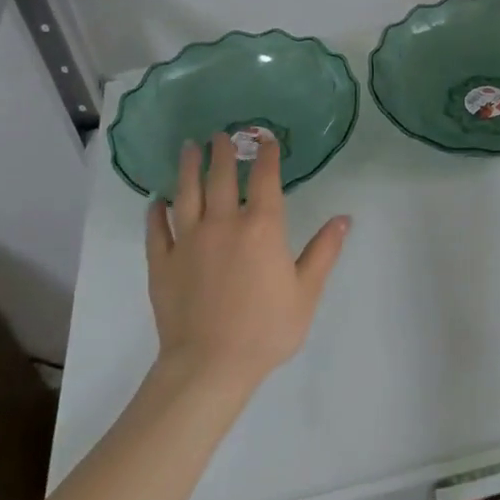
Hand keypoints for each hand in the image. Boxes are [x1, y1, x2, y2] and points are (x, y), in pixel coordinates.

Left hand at [145, 133, 349, 390]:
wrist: (210, 366)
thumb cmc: (266, 329)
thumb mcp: (306, 292)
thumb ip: (324, 251)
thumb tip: (344, 218)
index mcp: (261, 227)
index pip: (264, 178)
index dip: (266, 155)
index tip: (265, 139)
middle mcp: (223, 223)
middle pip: (221, 177)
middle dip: (223, 152)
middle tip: (221, 134)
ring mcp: (188, 241)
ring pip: (186, 194)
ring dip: (188, 168)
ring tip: (189, 147)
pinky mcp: (162, 262)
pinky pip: (157, 230)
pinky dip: (156, 212)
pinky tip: (156, 201)